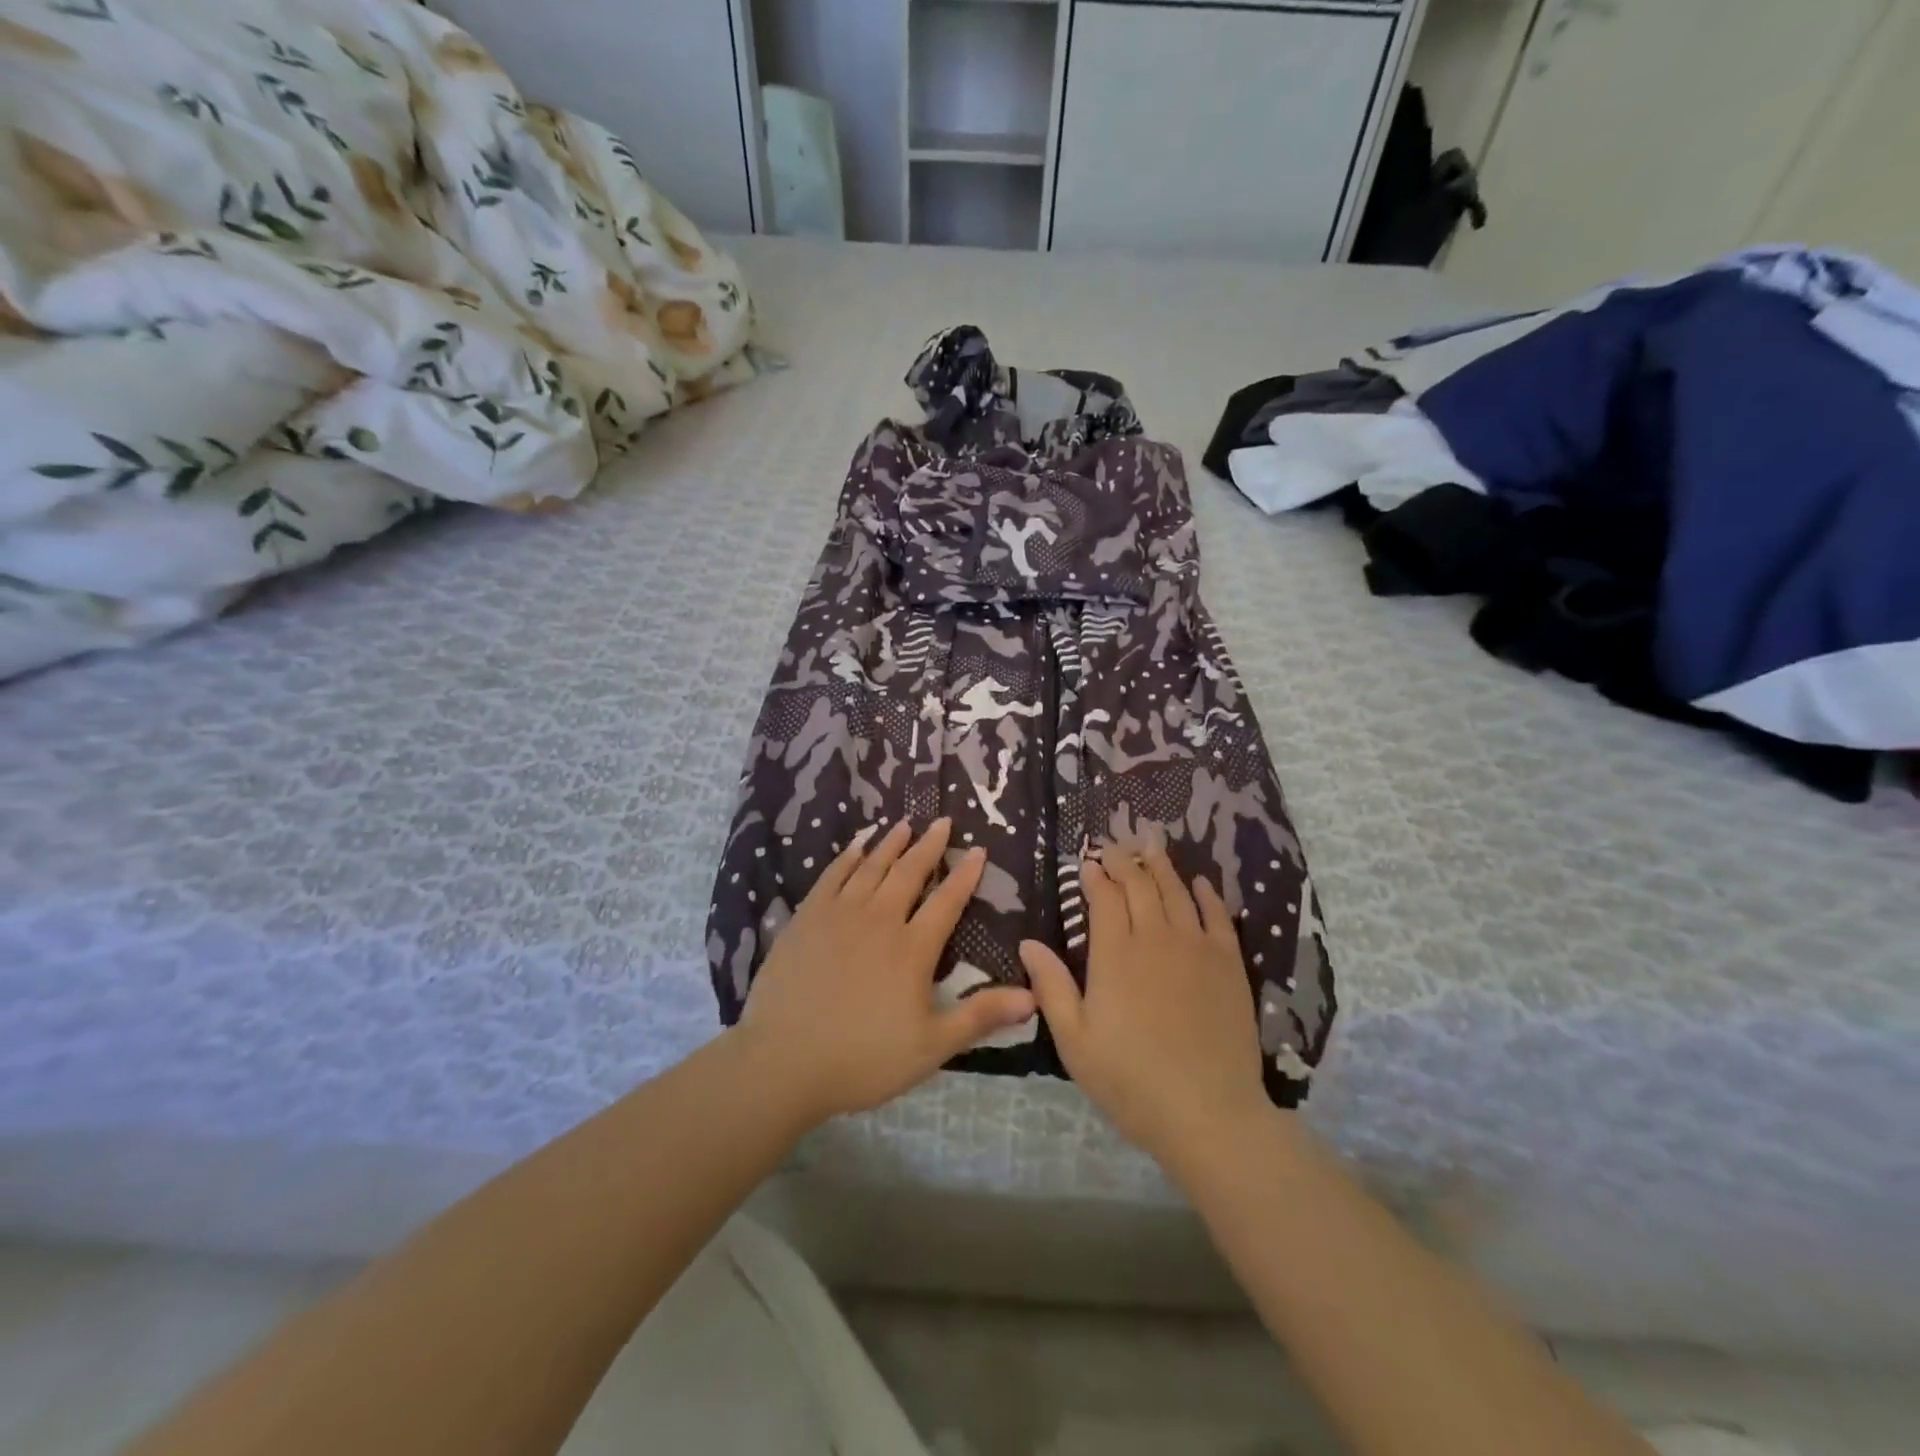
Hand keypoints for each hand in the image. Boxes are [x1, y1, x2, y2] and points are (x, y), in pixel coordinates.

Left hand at [737, 817, 1036, 1125]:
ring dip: (890, 844)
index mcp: (912, 948)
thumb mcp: (931, 1046)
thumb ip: (980, 1016)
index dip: (965, 875)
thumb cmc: (863, 1058)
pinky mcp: (806, 919)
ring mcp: (839, 915)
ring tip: (904, 824)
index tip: (977, 850)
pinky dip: (847, 857)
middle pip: (909, 873)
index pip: (947, 901)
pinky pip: (831, 876)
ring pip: (871, 867)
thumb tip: (1032, 997)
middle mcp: (879, 920)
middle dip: (929, 846)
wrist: (784, 1061)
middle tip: (942, 822)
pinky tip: (855, 845)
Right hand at [1020, 838, 1271, 1171]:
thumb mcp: (1074, 1040)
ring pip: (1177, 892)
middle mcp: (1156, 939)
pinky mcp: (1228, 964)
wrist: (1208, 1113)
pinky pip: (1218, 916)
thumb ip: (1051, 987)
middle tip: (1114, 847)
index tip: (1087, 863)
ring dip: (1161, 865)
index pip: (1105, 898)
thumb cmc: (1130, 1080)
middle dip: (1124, 861)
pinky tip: (1199, 883)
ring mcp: (1196, 948)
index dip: (1095, 876)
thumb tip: (1028, 942)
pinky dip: (1207, 894)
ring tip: (1151, 845)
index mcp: (1115, 955)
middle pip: (1140, 885)